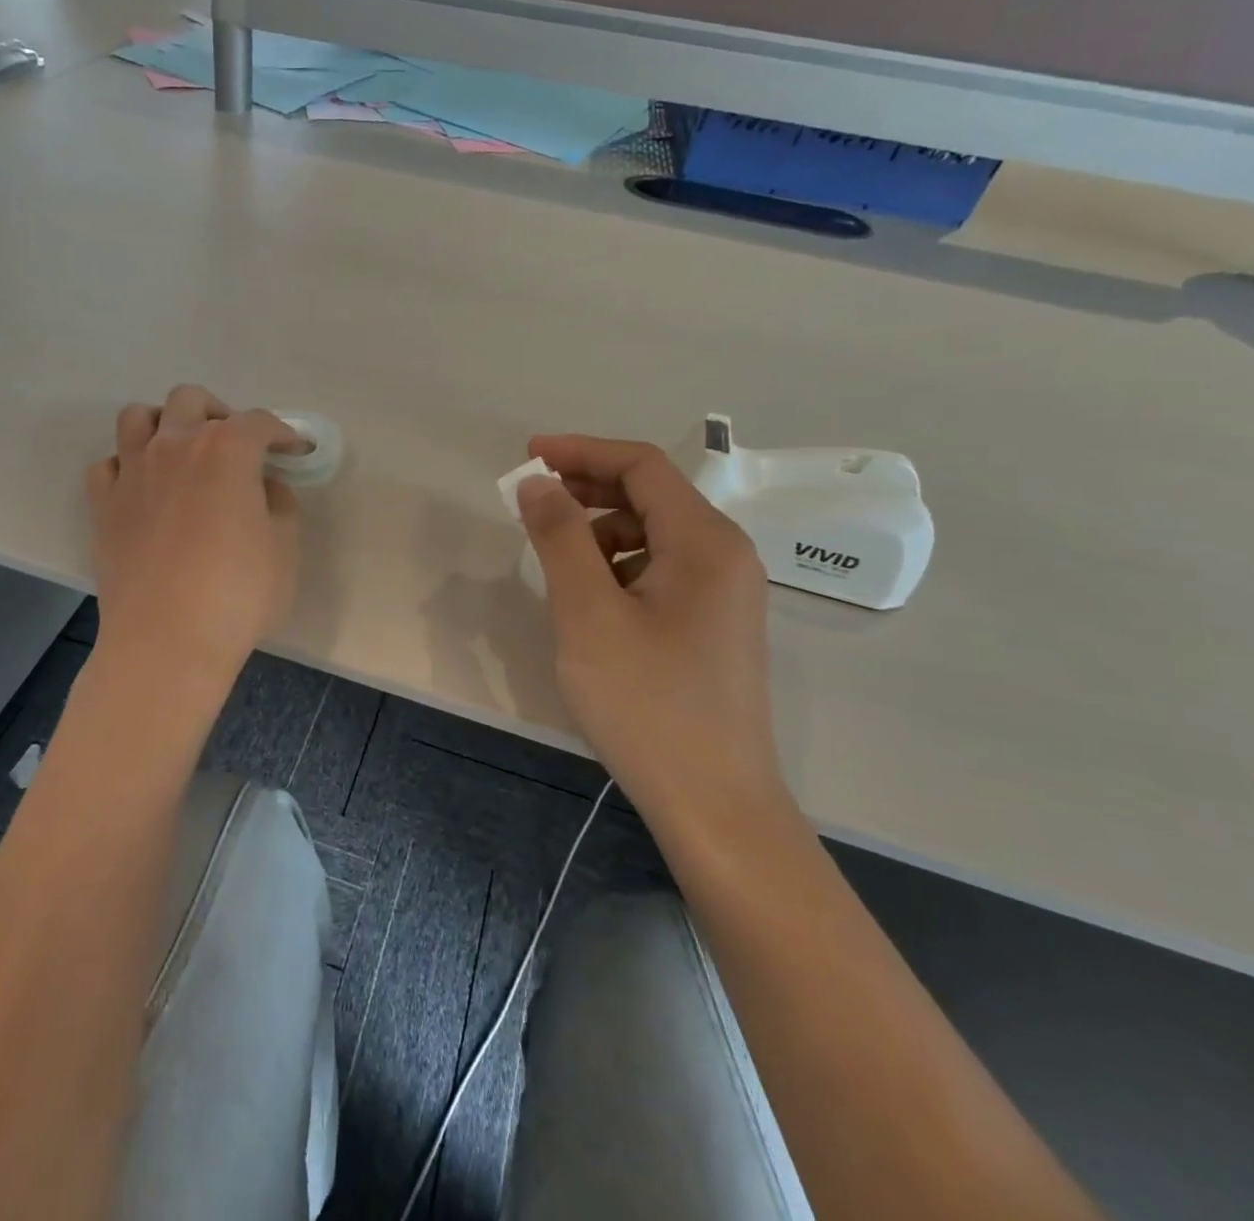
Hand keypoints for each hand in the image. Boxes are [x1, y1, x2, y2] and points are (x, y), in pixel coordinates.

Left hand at [85, 385, 300, 682]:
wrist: (167, 641)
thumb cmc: (238, 595)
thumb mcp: (284, 548)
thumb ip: (278, 504)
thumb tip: (263, 486)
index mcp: (226, 450)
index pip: (258, 422)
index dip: (282, 433)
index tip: (295, 450)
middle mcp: (174, 446)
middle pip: (191, 400)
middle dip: (219, 414)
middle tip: (236, 447)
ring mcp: (132, 472)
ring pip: (137, 417)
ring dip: (164, 424)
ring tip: (182, 453)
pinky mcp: (102, 504)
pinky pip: (108, 464)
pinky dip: (127, 466)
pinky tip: (144, 489)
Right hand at [517, 434, 782, 818]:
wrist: (713, 802)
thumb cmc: (646, 703)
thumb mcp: (588, 614)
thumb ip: (560, 538)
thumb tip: (537, 483)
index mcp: (705, 542)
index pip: (641, 466)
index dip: (581, 451)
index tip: (527, 458)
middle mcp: (726, 556)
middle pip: (651, 495)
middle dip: (587, 487)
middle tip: (530, 501)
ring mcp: (725, 593)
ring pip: (653, 534)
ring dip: (600, 530)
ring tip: (555, 559)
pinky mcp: (714, 624)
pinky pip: (660, 569)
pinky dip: (618, 565)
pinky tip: (589, 598)